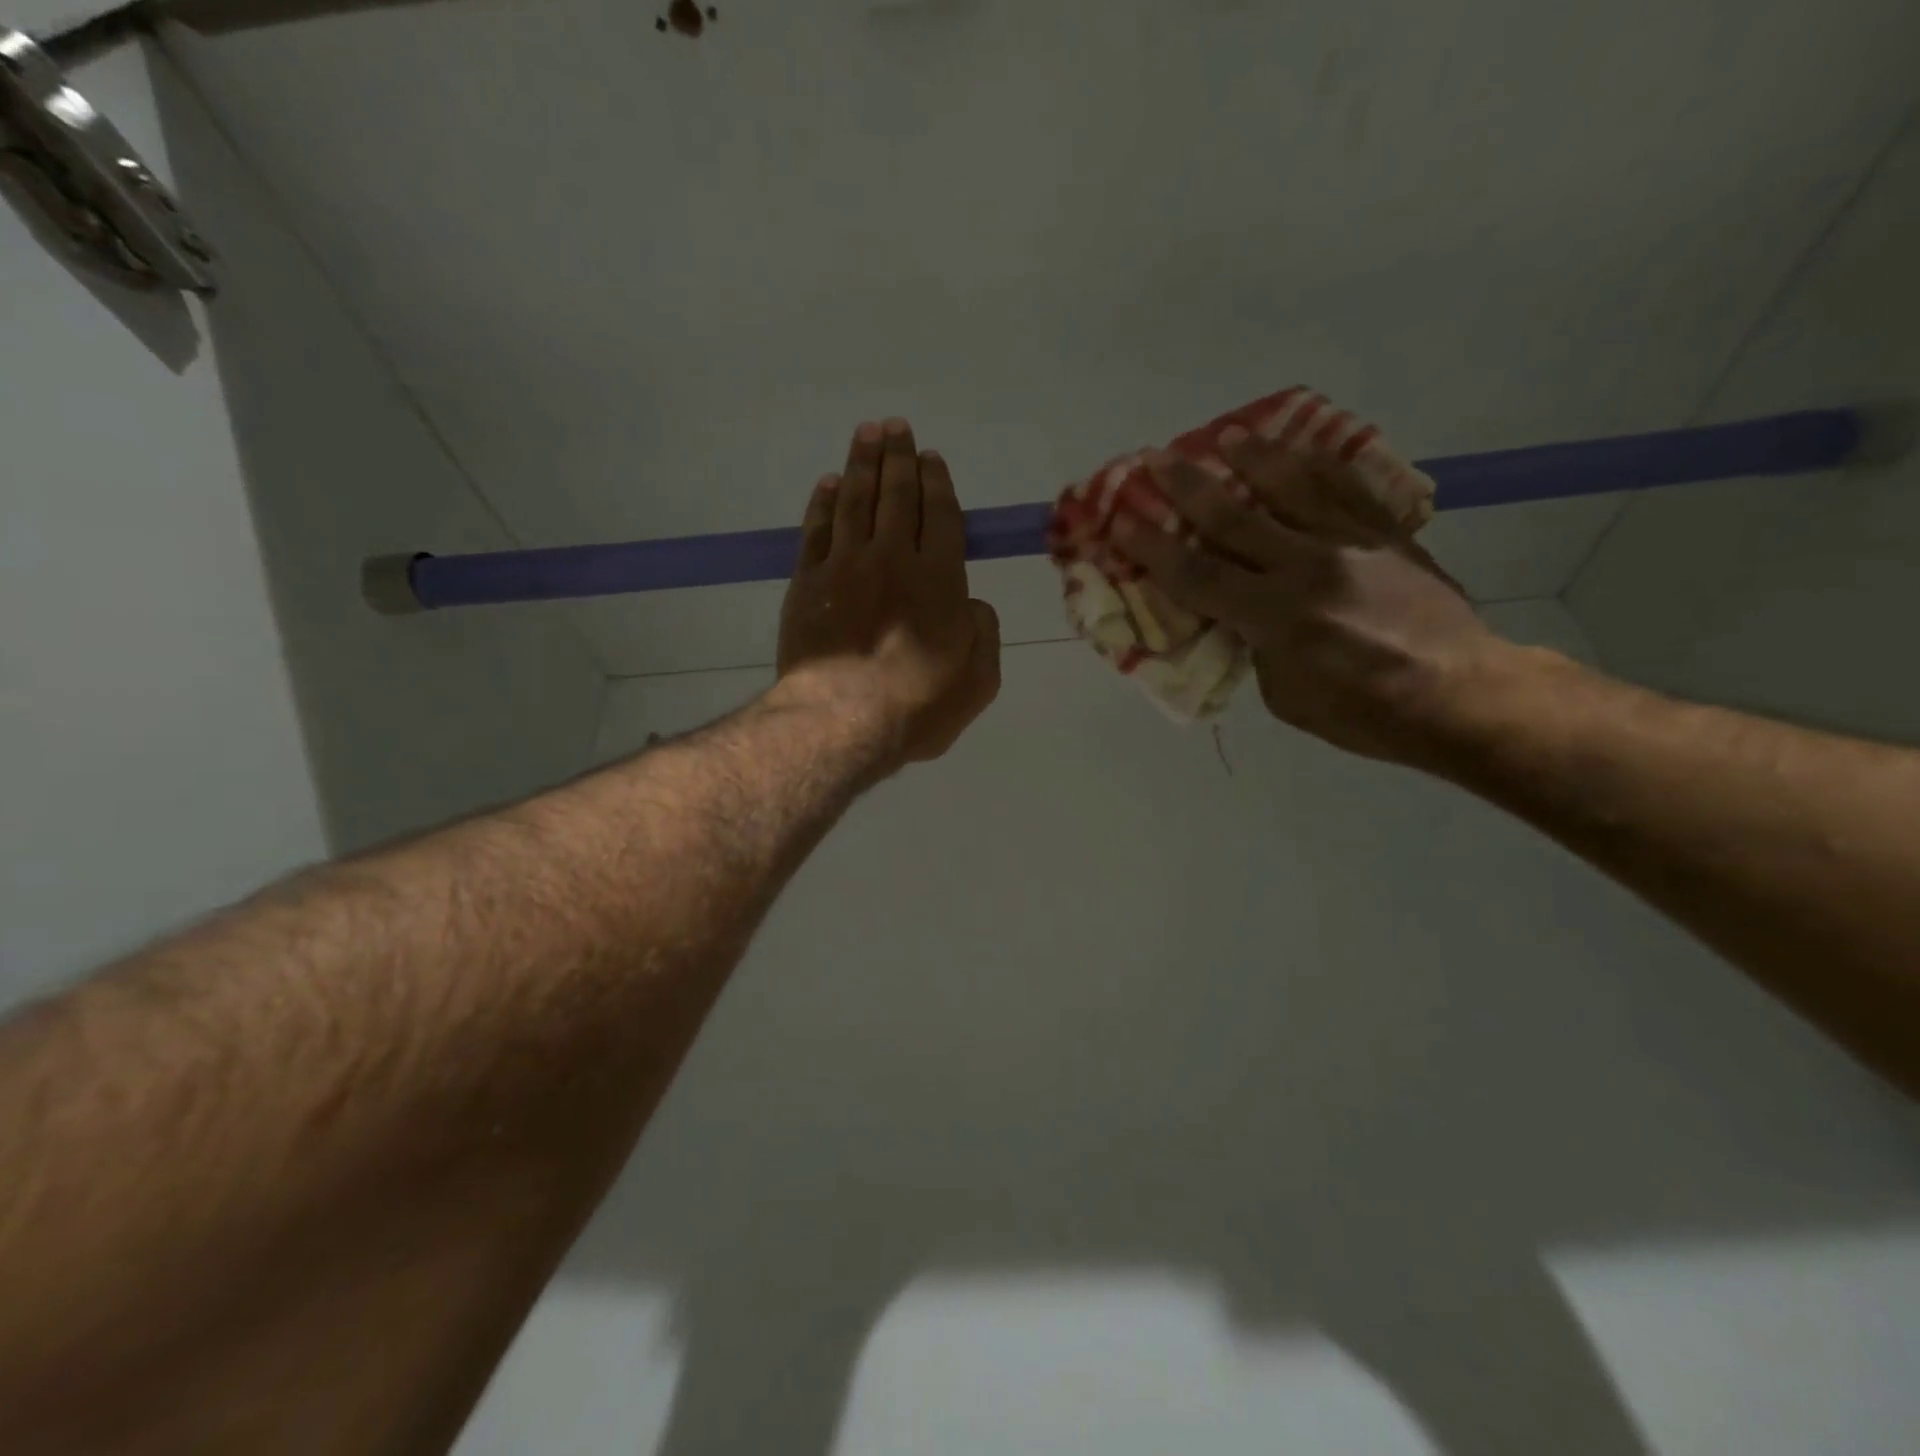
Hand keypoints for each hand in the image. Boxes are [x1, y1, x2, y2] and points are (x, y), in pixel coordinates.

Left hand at [777, 419, 1000, 767]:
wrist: (843, 721)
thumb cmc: (919, 707)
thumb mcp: (979, 680)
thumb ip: (984, 632)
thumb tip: (971, 603)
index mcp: (940, 579)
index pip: (940, 515)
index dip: (937, 482)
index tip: (931, 457)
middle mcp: (892, 559)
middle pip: (897, 496)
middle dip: (899, 458)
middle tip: (896, 427)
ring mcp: (845, 566)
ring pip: (855, 501)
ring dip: (862, 464)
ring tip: (867, 433)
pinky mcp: (807, 583)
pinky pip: (817, 530)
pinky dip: (824, 502)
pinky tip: (829, 484)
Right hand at [1113, 427, 1503, 764]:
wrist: (1459, 694)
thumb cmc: (1362, 713)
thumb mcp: (1285, 696)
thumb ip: (1254, 646)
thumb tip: (1240, 613)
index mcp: (1277, 618)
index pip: (1199, 575)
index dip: (1155, 549)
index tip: (1123, 521)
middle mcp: (1309, 569)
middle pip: (1235, 519)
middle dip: (1188, 488)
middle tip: (1155, 458)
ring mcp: (1353, 544)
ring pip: (1292, 488)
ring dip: (1252, 458)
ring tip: (1226, 435)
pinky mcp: (1387, 534)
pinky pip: (1347, 488)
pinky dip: (1316, 464)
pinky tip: (1295, 449)